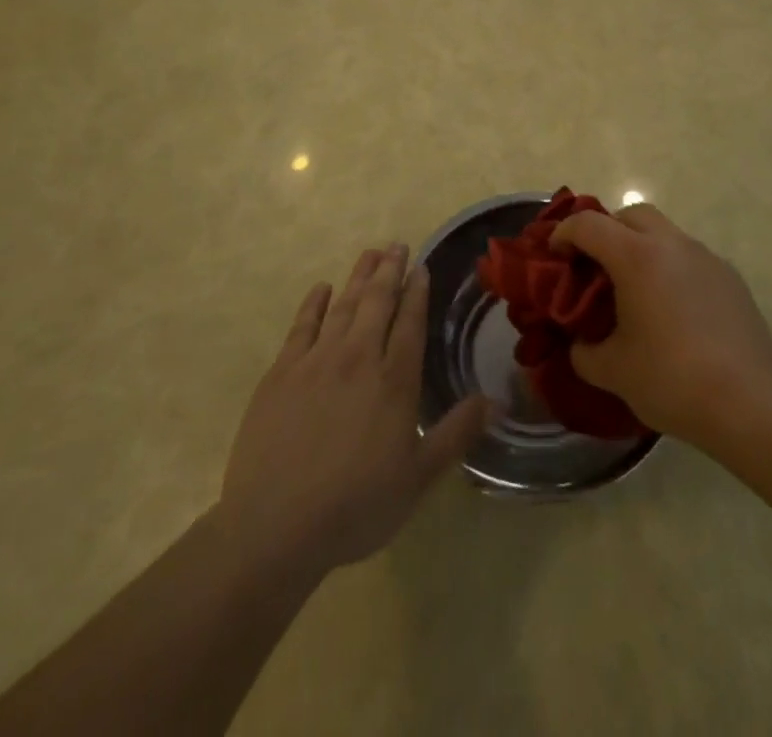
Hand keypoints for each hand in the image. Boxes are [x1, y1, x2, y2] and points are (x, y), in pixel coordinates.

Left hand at [218, 244, 488, 577]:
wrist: (275, 526)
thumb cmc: (355, 506)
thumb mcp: (418, 479)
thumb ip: (456, 434)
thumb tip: (495, 400)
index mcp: (394, 381)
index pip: (410, 323)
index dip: (417, 292)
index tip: (422, 267)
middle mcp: (358, 358)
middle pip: (377, 302)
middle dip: (390, 271)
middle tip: (397, 245)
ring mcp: (316, 361)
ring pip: (343, 306)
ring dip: (358, 277)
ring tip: (369, 254)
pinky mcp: (281, 373)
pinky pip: (301, 326)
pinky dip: (314, 304)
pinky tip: (321, 289)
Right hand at [549, 204, 771, 447]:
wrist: (751, 404)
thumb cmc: (672, 379)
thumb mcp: (612, 371)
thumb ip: (584, 351)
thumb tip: (580, 344)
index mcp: (637, 256)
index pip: (589, 224)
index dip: (564, 234)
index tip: (554, 256)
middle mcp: (672, 244)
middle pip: (631, 215)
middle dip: (606, 231)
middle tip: (593, 267)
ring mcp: (706, 257)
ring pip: (664, 233)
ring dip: (641, 248)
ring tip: (633, 291)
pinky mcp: (730, 278)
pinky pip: (689, 258)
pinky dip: (670, 268)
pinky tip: (671, 311)